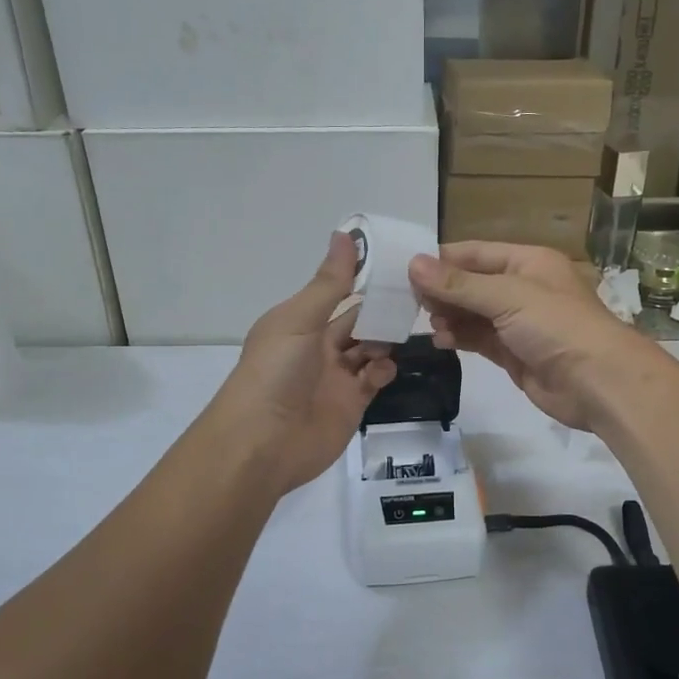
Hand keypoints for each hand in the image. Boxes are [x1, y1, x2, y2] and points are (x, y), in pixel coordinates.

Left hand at [212, 234, 396, 493]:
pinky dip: (383, 371)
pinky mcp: (352, 404)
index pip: (337, 294)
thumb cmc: (275, 372)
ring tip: (397, 335)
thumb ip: (329, 283)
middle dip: (381, 310)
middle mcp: (318, 346)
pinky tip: (381, 370)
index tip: (396, 264)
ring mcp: (336, 377)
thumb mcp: (299, 320)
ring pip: (371, 349)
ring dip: (385, 340)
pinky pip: (375, 380)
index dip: (363, 279)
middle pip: (358, 321)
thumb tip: (345, 234)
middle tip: (414, 297)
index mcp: (300, 322)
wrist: (263, 443)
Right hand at [408, 242, 650, 431]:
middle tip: (409, 301)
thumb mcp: (507, 296)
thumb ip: (458, 284)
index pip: (475, 253)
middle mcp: (523, 288)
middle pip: (472, 283)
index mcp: (528, 262)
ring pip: (473, 313)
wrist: (598, 382)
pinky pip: (479, 339)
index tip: (405, 270)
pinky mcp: (514, 353)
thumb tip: (413, 264)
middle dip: (442, 291)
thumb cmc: (556, 326)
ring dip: (449, 316)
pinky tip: (440, 340)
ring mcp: (519, 323)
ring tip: (427, 323)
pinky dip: (459, 337)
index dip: (442, 260)